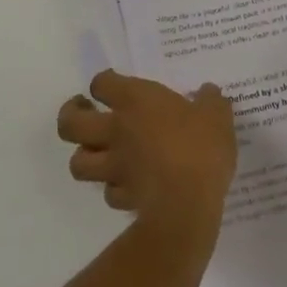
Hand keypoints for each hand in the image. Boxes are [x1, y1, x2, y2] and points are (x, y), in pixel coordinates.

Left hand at [57, 71, 236, 236]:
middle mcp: (116, 130)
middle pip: (70, 124)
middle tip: (85, 112)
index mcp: (135, 101)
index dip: (104, 83)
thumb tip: (209, 92)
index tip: (112, 86)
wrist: (188, 203)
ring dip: (84, 157)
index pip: (102, 83)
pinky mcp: (122, 198)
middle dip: (70, 116)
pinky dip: (112, 188)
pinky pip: (107, 192)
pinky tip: (126, 185)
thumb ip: (211, 101)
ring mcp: (115, 167)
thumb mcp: (217, 115)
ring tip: (98, 152)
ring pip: (78, 163)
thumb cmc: (200, 147)